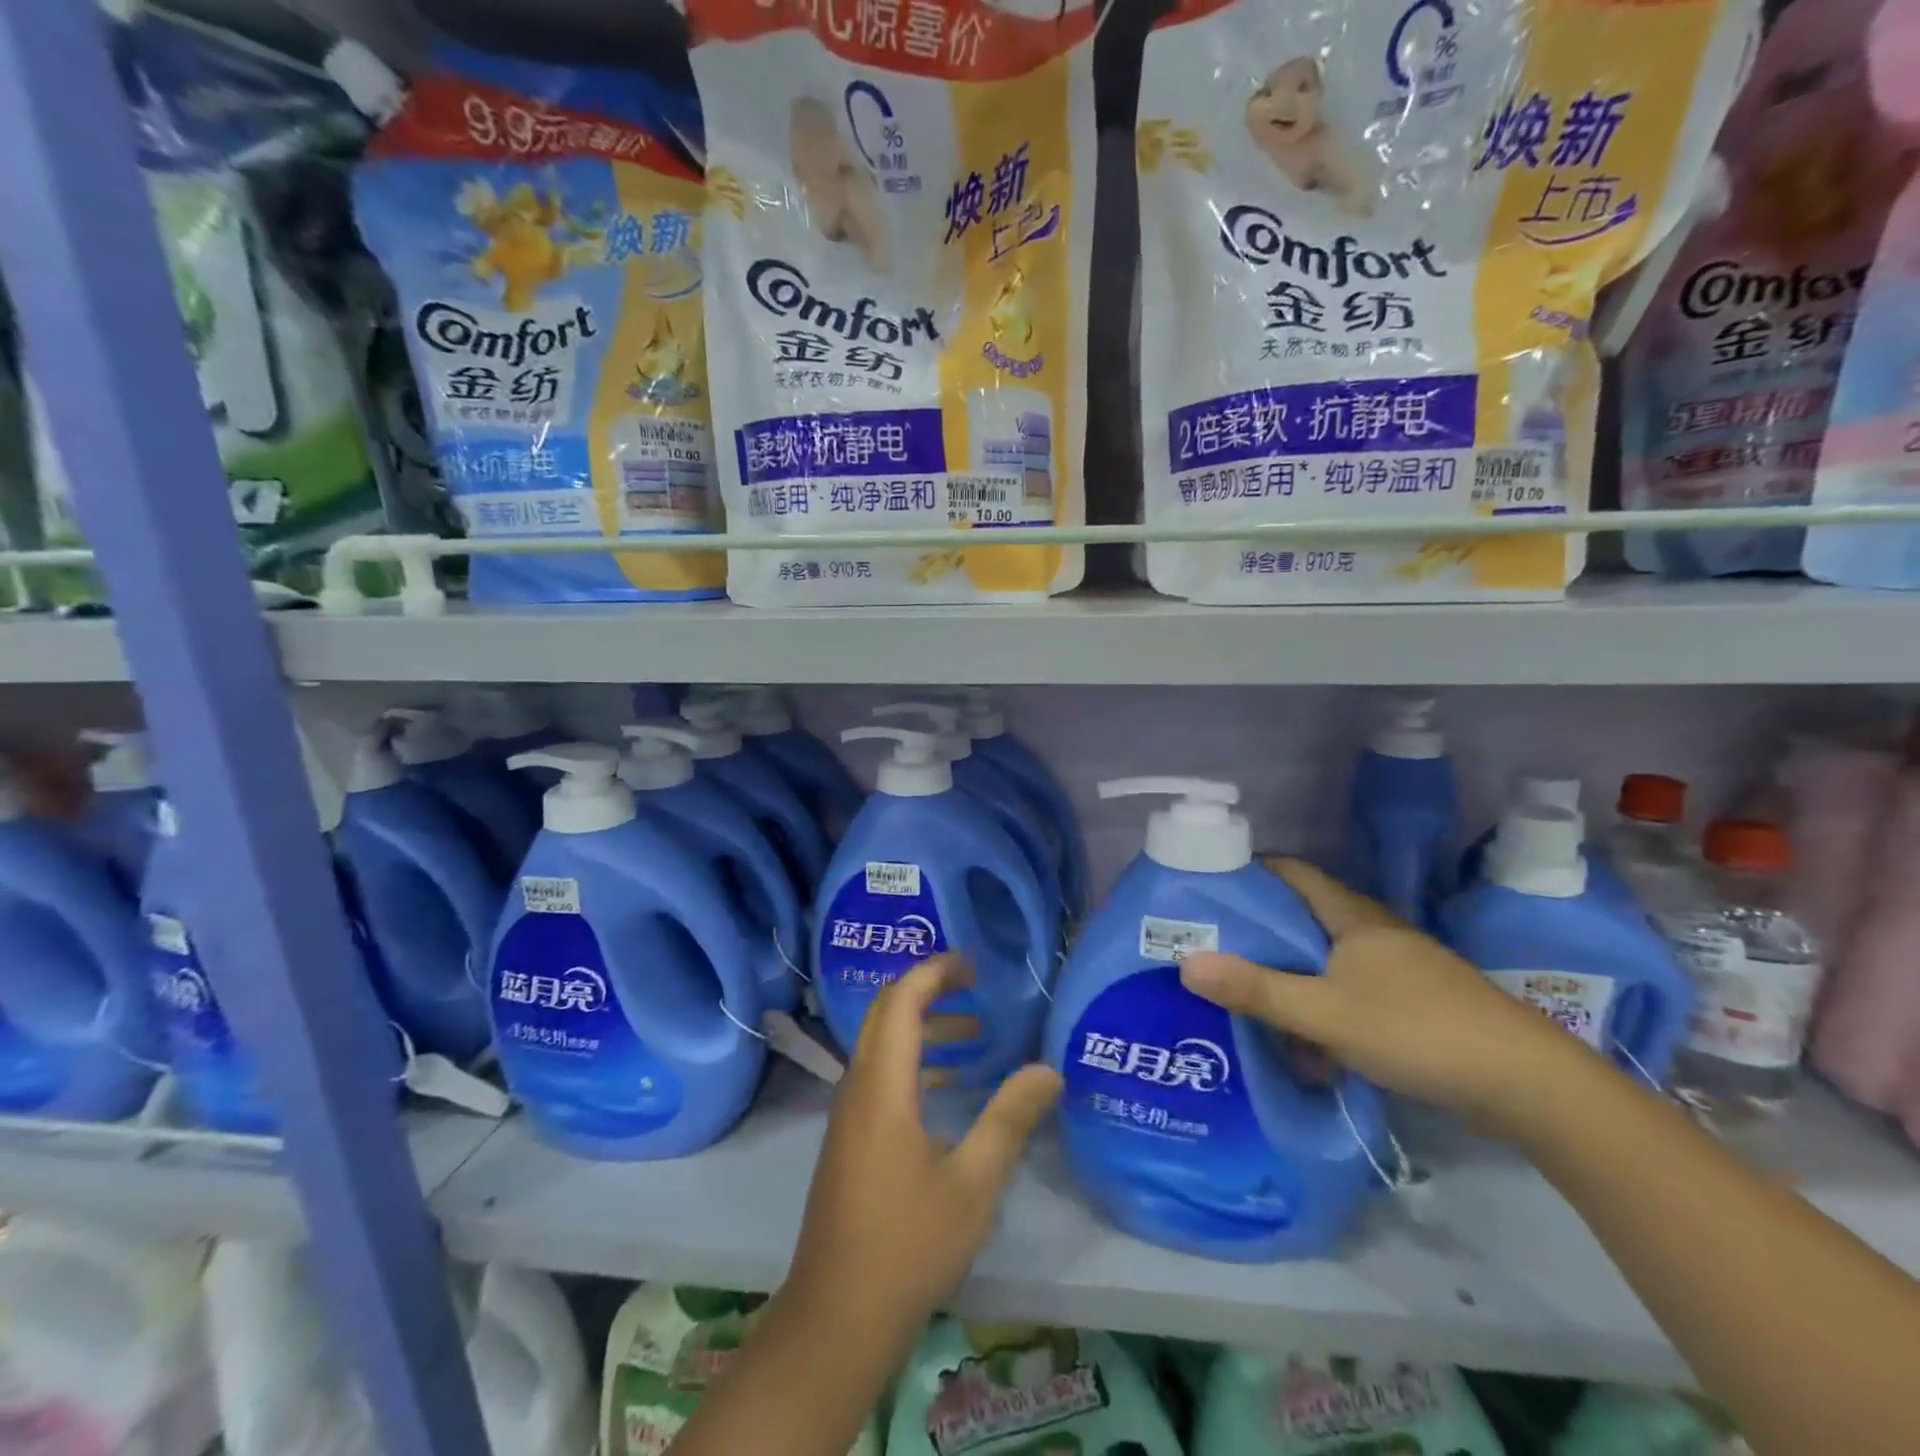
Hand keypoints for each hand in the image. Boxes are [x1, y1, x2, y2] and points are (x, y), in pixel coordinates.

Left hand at [787, 954, 1061, 1338]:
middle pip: (885, 1013)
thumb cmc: (908, 1244)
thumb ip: (1009, 1118)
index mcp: (882, 1085)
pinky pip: (880, 1076)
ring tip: (974, 1034)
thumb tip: (1049, 1069)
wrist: (837, 1317)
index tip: (973, 966)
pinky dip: (914, 1062)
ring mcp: (849, 1114)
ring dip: (923, 1028)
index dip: (934, 972)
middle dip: (929, 990)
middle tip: (975, 987)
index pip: (901, 1000)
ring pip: (882, 1045)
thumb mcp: (973, 1182)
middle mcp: (858, 1087)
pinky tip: (949, 1088)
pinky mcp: (849, 1139)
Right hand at [1177, 857, 1580, 1136]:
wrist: (1530, 1087)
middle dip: (1259, 931)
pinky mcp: (1412, 1005)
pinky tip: (1304, 1043)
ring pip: (1326, 961)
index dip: (1250, 872)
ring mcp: (1397, 970)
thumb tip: (1186, 963)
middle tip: (1212, 945)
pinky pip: (1348, 993)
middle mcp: (1374, 934)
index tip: (1208, 888)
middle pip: (1304, 918)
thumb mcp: (1327, 1013)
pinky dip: (1320, 1008)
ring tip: (1245, 997)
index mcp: (1354, 918)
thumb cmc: (1420, 1031)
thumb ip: (1257, 990)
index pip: (1293, 873)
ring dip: (1289, 977)